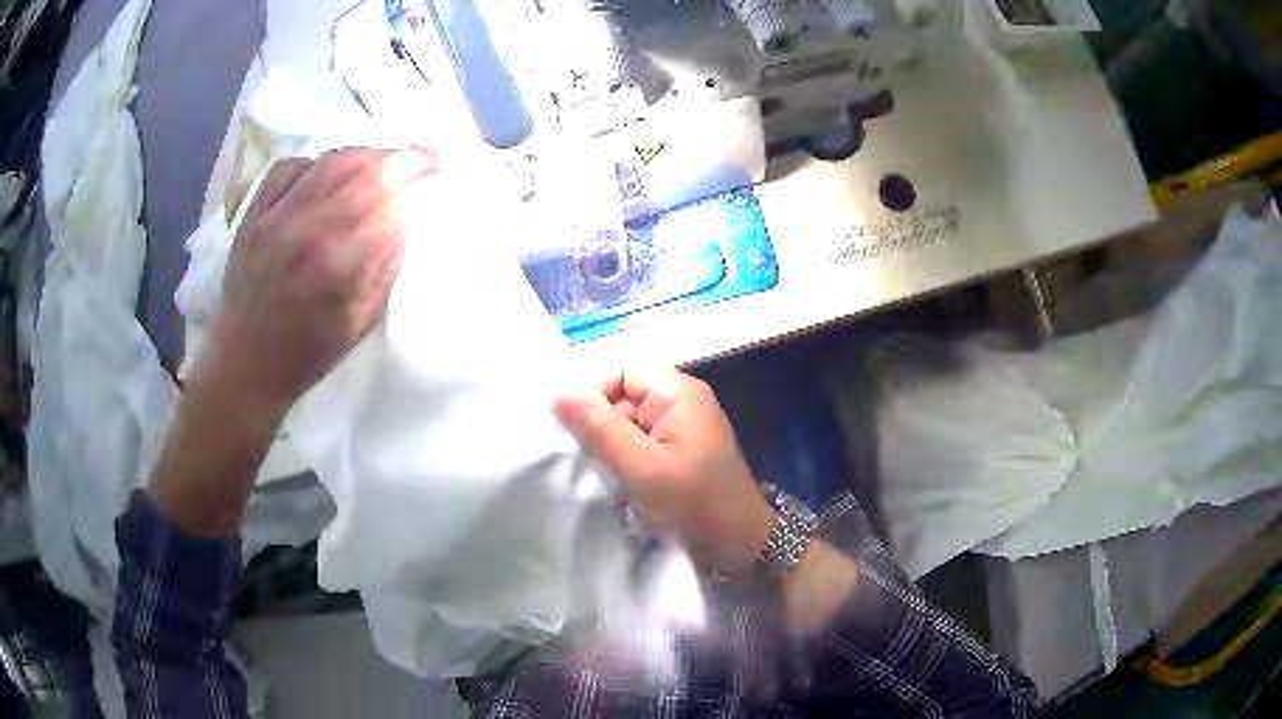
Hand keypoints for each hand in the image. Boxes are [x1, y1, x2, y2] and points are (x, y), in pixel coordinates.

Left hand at [190, 148, 436, 429]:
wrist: (243, 366)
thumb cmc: (306, 354)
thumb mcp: (360, 322)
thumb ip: (386, 267)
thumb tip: (407, 221)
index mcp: (339, 266)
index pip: (392, 205)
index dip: (422, 181)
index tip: (442, 170)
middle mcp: (308, 230)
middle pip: (367, 171)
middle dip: (405, 157)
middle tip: (428, 153)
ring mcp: (275, 217)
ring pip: (330, 160)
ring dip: (367, 153)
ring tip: (384, 158)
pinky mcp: (253, 214)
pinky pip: (289, 166)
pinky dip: (315, 161)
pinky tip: (327, 172)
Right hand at [554, 368, 776, 575]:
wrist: (739, 544)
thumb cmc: (694, 502)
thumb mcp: (641, 467)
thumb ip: (599, 429)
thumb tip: (557, 394)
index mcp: (678, 392)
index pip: (620, 372)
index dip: (592, 395)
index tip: (573, 431)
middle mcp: (681, 402)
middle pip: (623, 398)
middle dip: (600, 426)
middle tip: (585, 460)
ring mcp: (681, 429)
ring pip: (628, 425)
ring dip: (612, 448)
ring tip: (602, 475)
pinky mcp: (679, 453)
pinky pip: (641, 445)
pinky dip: (626, 461)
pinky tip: (619, 484)